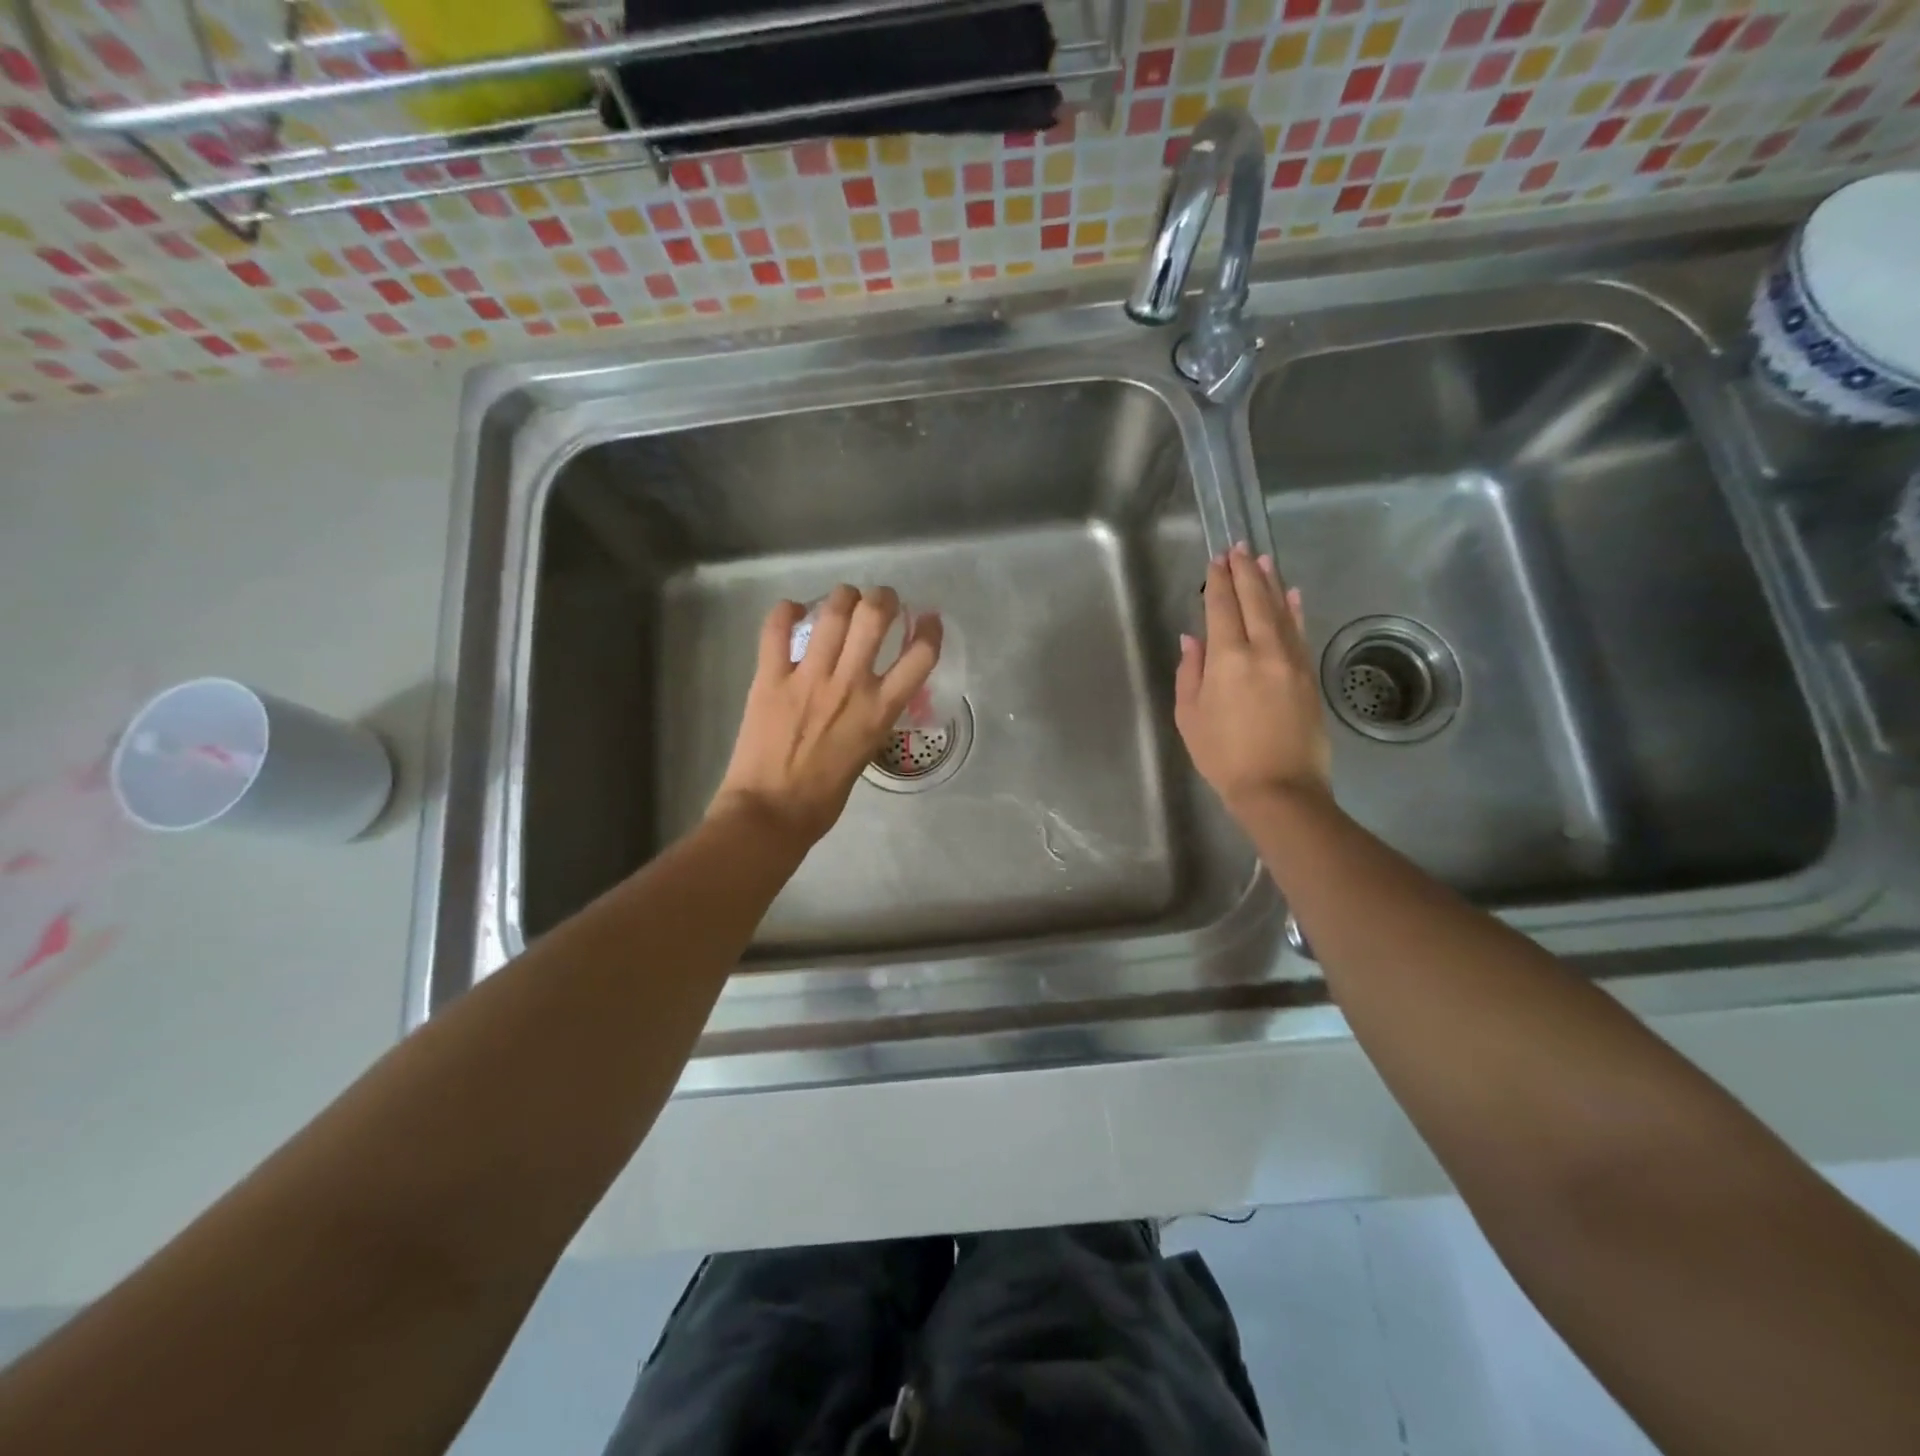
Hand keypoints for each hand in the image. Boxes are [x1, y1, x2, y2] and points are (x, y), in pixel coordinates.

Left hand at [710, 585, 942, 847]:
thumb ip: (872, 717)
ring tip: (844, 599)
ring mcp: (808, 677)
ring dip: (843, 596)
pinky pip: (776, 629)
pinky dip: (785, 611)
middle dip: (883, 598)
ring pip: (832, 612)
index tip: (928, 620)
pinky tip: (792, 610)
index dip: (930, 631)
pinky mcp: (770, 678)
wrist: (771, 813)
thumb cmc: (824, 797)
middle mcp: (849, 685)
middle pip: (875, 617)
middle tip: (880, 601)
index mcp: (879, 710)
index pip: (920, 656)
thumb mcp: (866, 753)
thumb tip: (871, 694)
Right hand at [1175, 543, 1331, 820]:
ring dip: (1271, 583)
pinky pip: (1301, 632)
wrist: (1280, 788)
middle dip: (1245, 572)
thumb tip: (1193, 638)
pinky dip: (1295, 610)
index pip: (1222, 608)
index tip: (1216, 560)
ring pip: (1281, 611)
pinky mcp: (1309, 675)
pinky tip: (1292, 595)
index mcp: (1228, 659)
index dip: (1219, 582)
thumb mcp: (1190, 717)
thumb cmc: (1223, 756)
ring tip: (1264, 560)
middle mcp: (1263, 650)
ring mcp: (1292, 661)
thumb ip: (1190, 672)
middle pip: (1255, 601)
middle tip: (1239, 549)